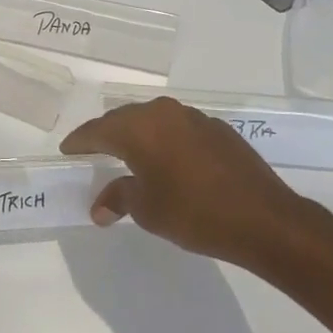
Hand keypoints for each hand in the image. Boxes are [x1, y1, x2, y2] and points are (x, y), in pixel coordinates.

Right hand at [61, 98, 305, 269]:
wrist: (265, 219)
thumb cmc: (194, 213)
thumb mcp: (148, 210)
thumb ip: (119, 198)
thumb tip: (99, 206)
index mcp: (139, 128)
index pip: (97, 131)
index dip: (79, 142)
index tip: (67, 151)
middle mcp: (163, 113)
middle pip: (124, 119)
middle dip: (107, 135)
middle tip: (93, 152)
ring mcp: (193, 118)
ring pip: (153, 120)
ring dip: (138, 135)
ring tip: (130, 156)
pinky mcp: (218, 129)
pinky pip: (178, 128)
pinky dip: (165, 141)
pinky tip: (169, 161)